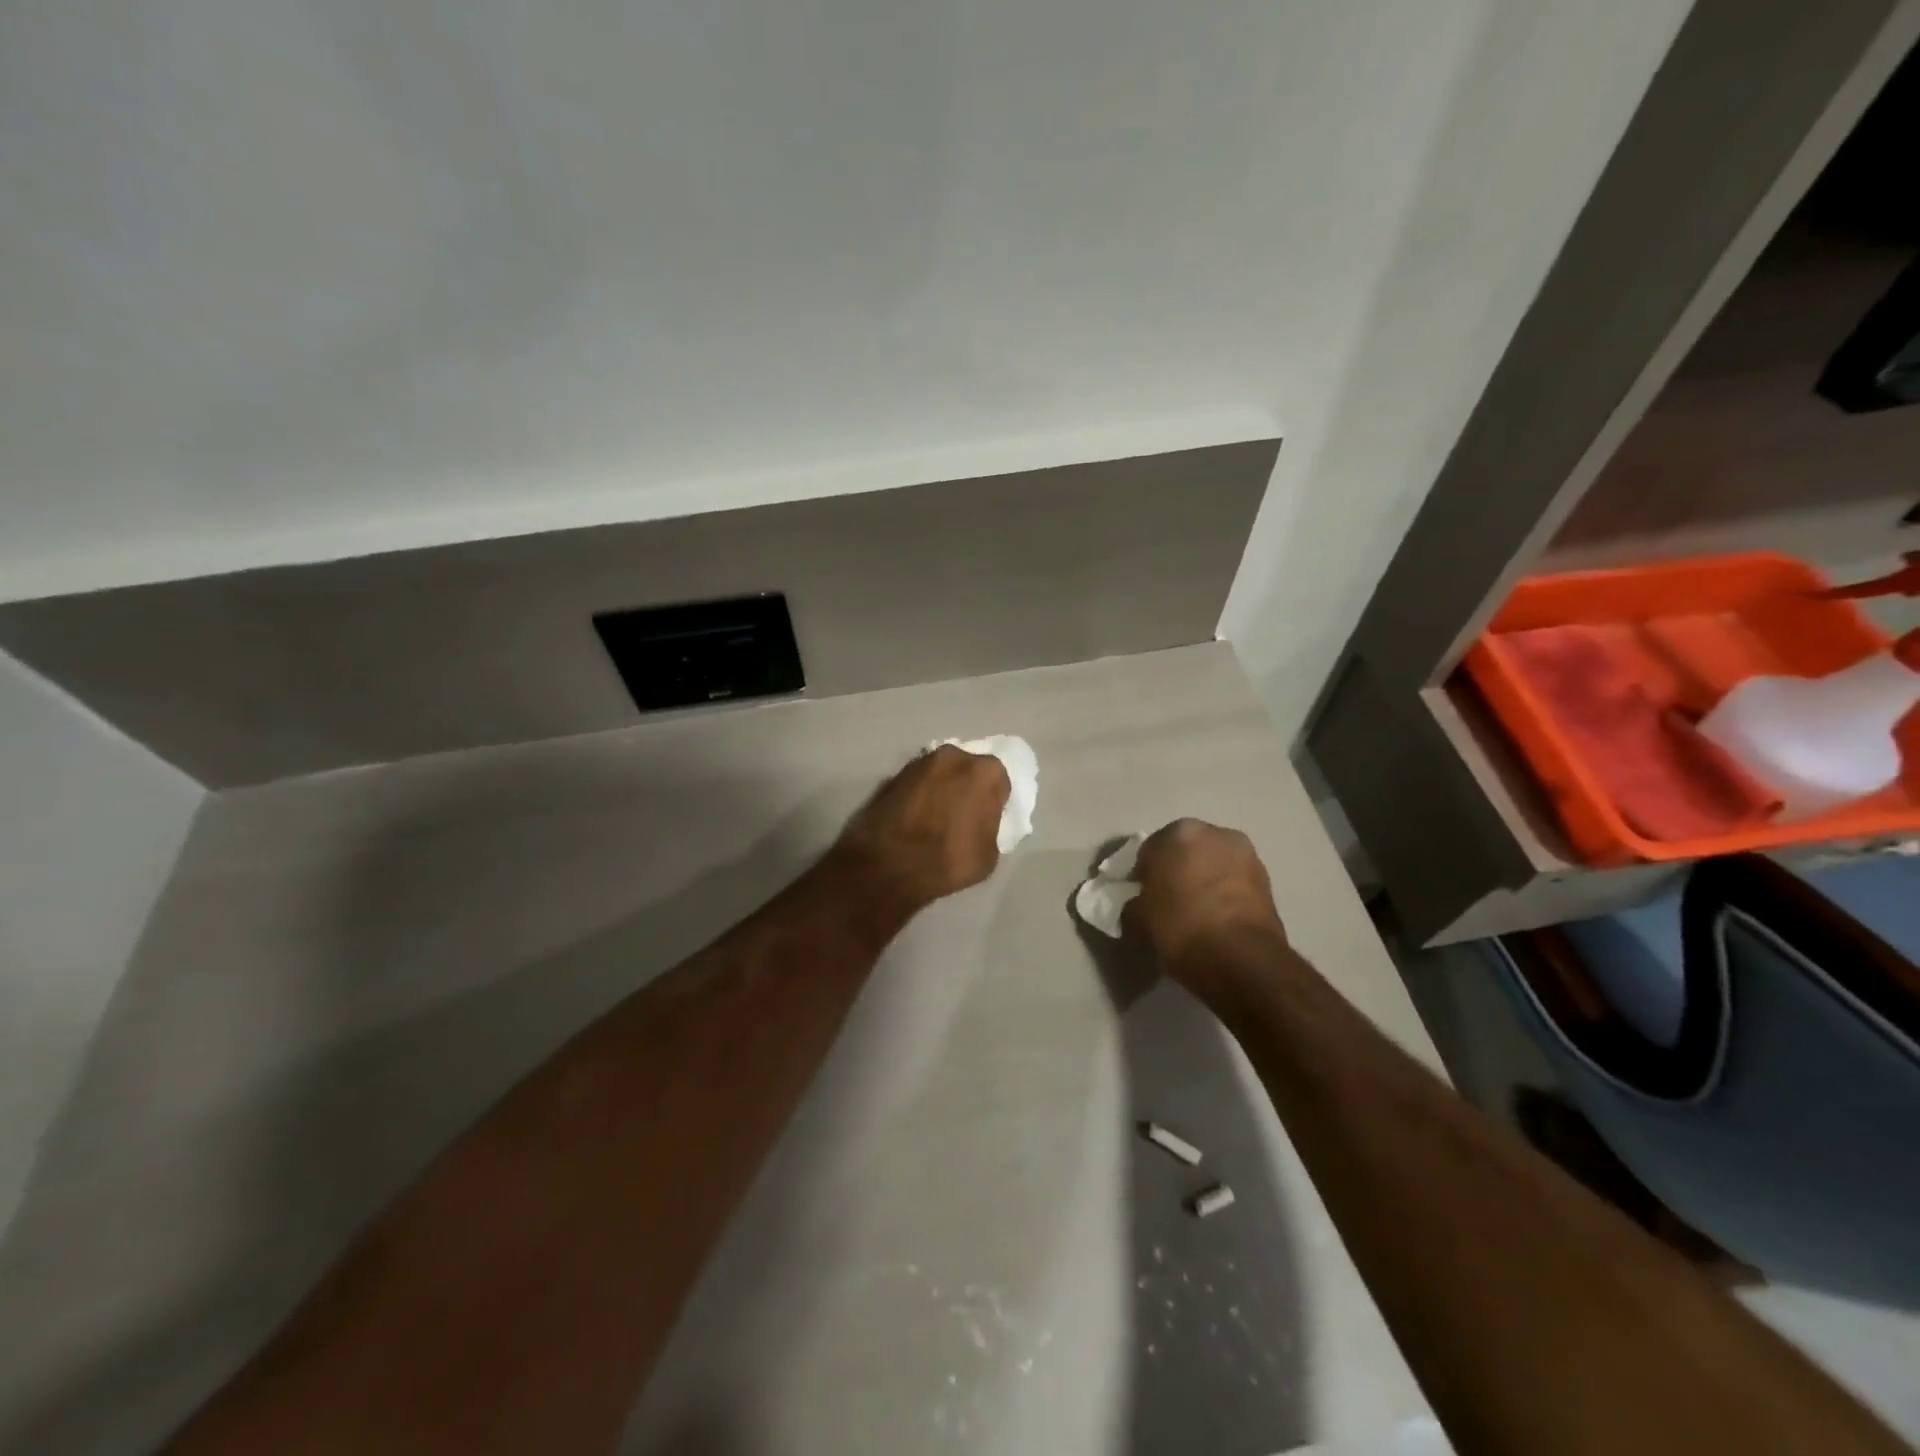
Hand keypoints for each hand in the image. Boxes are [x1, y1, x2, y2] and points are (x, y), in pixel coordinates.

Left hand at [832, 746, 1011, 910]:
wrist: (888, 865)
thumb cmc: (949, 860)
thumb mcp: (990, 854)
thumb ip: (990, 826)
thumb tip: (980, 822)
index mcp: (985, 772)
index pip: (999, 781)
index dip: (994, 801)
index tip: (986, 818)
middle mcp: (953, 756)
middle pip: (968, 770)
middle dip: (966, 787)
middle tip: (961, 815)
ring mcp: (919, 762)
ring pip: (940, 773)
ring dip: (941, 788)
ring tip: (934, 817)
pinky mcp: (893, 774)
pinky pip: (916, 783)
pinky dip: (918, 795)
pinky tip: (914, 818)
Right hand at [1122, 819, 1286, 996]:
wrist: (1242, 959)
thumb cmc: (1180, 928)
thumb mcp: (1136, 920)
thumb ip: (1133, 904)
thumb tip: (1139, 905)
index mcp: (1179, 832)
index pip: (1150, 849)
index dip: (1143, 874)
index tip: (1142, 896)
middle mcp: (1216, 833)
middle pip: (1186, 851)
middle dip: (1177, 870)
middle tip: (1168, 901)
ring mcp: (1247, 855)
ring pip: (1213, 865)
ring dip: (1204, 881)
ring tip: (1196, 913)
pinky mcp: (1268, 881)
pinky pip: (1234, 884)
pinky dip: (1225, 895)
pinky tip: (1217, 920)